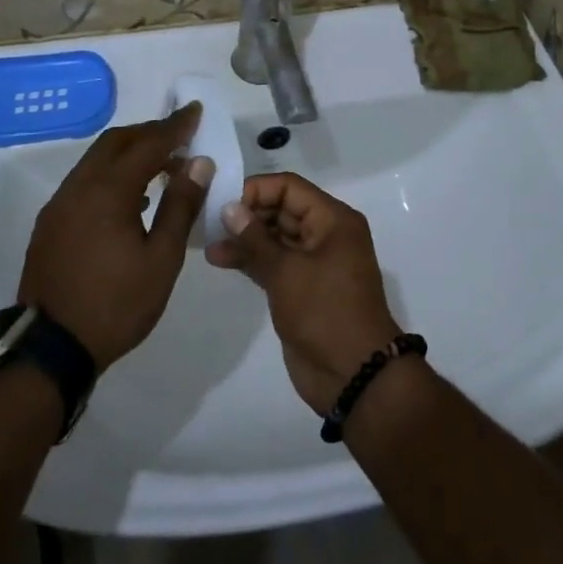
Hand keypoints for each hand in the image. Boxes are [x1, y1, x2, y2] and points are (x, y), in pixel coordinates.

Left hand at [20, 104, 208, 371]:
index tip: (195, 110)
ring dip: (129, 152)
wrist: (50, 349)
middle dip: (149, 132)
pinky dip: (111, 173)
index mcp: (107, 191)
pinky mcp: (50, 223)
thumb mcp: (162, 259)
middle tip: (180, 136)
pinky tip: (131, 197)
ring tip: (161, 166)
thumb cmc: (116, 304)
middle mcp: (78, 187)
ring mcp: (59, 205)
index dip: (174, 126)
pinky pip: (85, 181)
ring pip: (96, 160)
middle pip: (116, 142)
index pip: (147, 144)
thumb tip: (198, 163)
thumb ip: (180, 205)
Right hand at [205, 172, 401, 413]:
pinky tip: (221, 258)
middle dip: (248, 213)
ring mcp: (314, 262)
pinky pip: (274, 262)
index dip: (257, 190)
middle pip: (282, 209)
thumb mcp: (287, 272)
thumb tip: (229, 207)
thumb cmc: (325, 312)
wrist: (354, 375)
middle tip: (209, 220)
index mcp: (333, 220)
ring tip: (209, 242)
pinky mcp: (301, 288)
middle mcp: (326, 234)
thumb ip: (255, 239)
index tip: (223, 201)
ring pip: (275, 237)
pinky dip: (251, 259)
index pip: (290, 188)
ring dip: (245, 238)